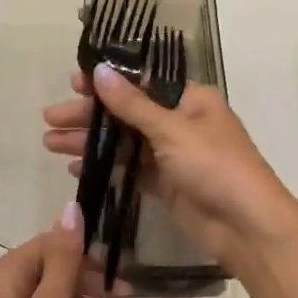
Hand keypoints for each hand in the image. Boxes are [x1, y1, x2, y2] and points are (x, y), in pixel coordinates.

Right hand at [42, 65, 297, 270]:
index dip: (105, 83)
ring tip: (49, 143)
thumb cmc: (215, 167)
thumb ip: (132, 104)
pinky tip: (75, 167)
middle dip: (89, 116)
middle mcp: (181, 122)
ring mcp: (173, 155)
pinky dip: (105, 166)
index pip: (140, 83)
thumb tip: (100, 70)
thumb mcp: (172, 130)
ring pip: (124, 142)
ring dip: (90, 142)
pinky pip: (129, 169)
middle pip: (127, 112)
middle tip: (49, 118)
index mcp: (190, 99)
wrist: (248, 227)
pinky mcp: (166, 184)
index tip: (72, 83)